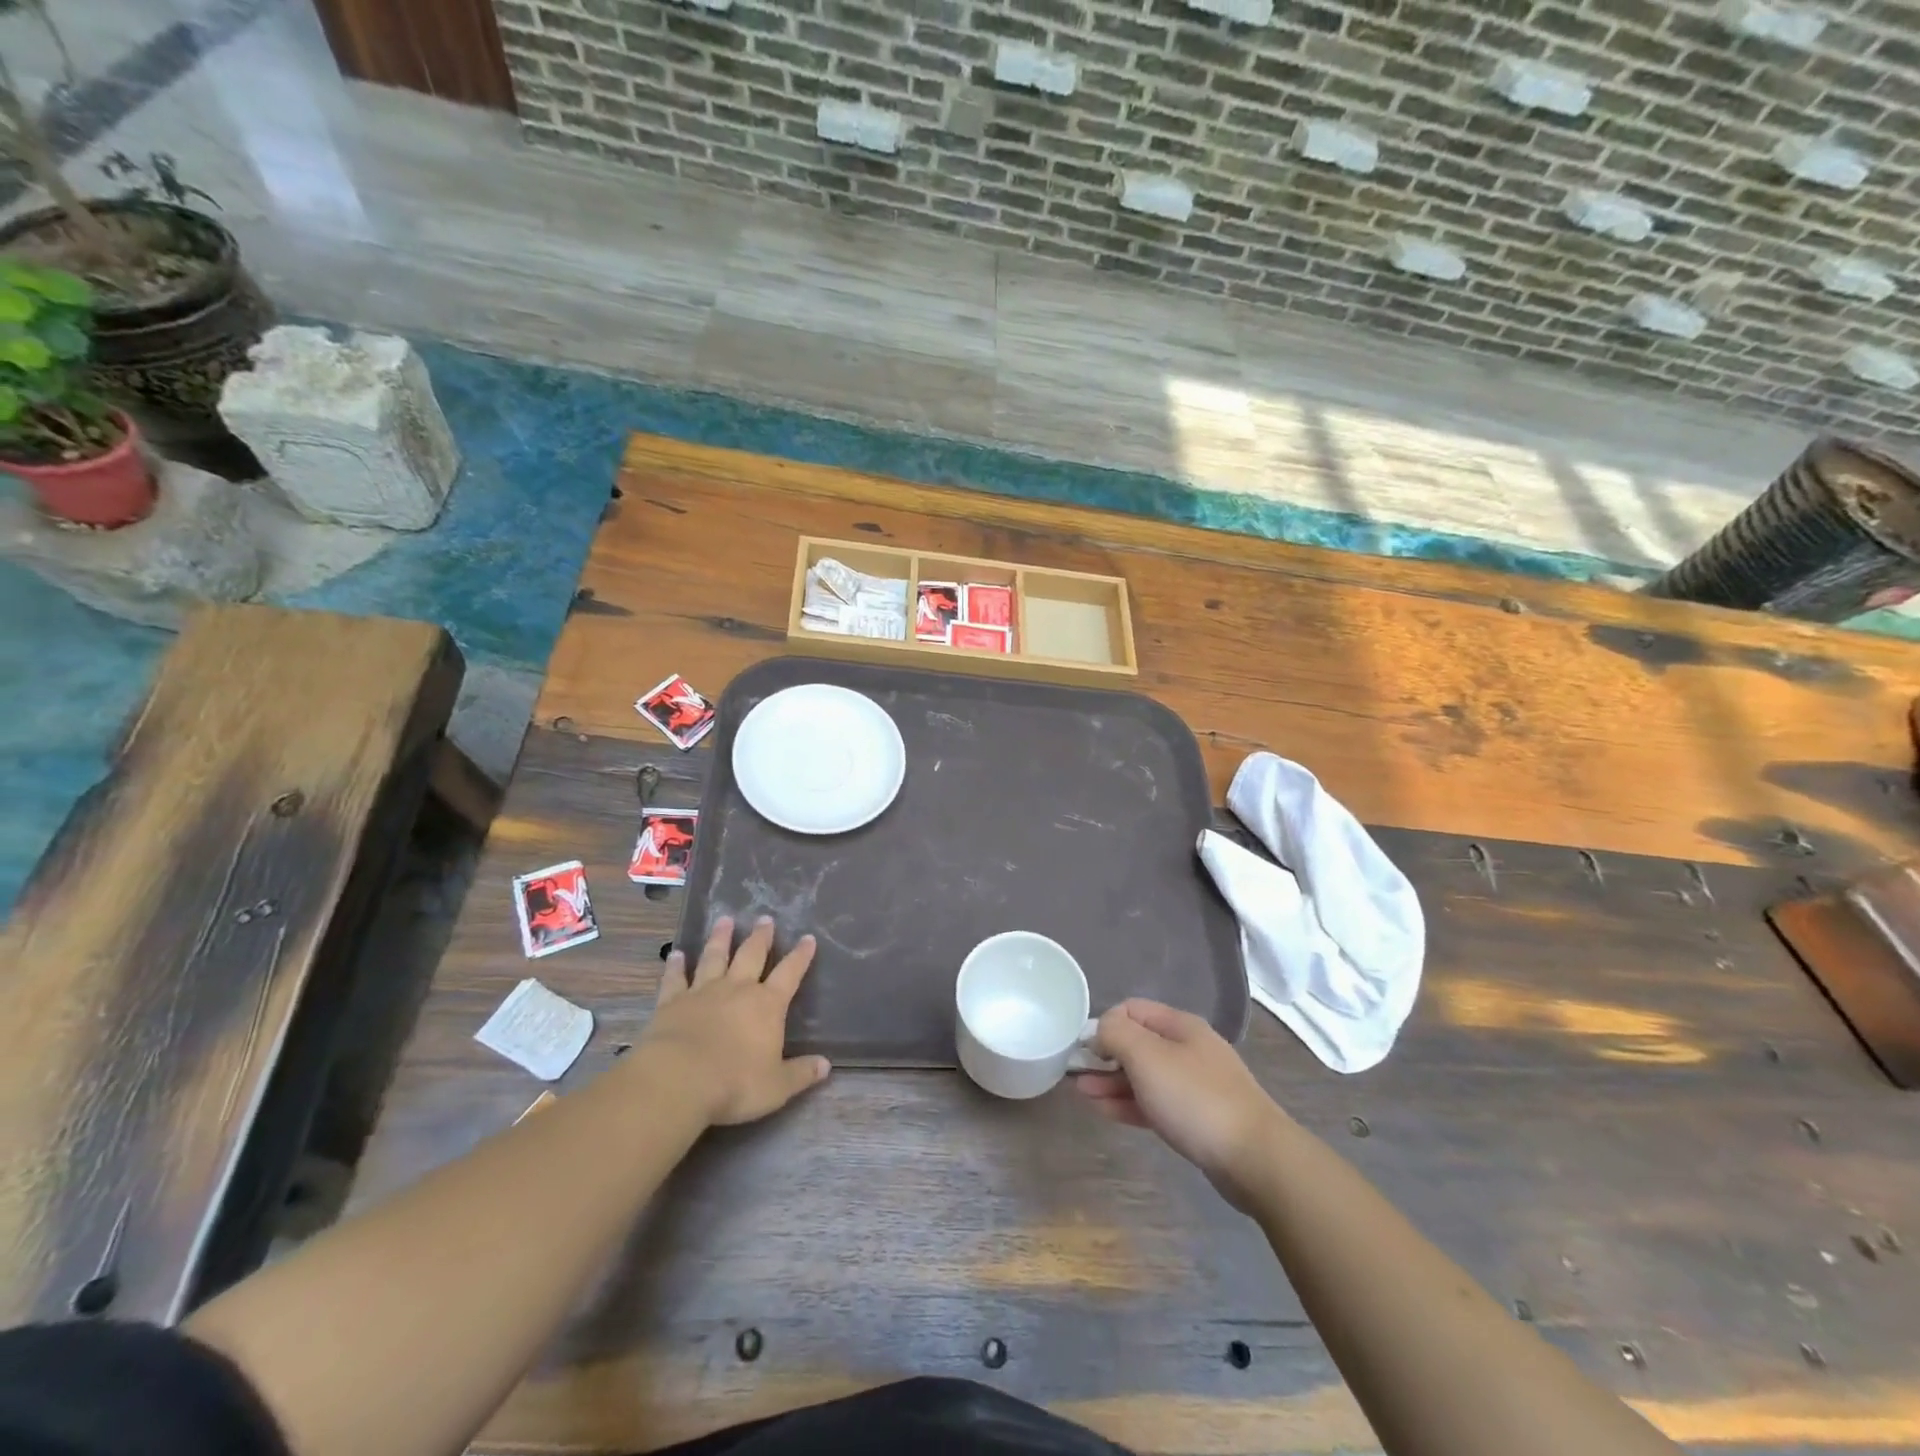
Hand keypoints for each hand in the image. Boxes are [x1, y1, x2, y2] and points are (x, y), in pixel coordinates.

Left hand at [644, 916, 829, 1125]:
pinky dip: (676, 965)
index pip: (790, 973)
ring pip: (714, 957)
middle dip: (761, 937)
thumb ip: (801, 1073)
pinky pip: (675, 978)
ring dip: (720, 938)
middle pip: (751, 955)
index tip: (808, 938)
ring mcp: (703, 992)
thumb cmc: (734, 1084)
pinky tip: (676, 954)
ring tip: (725, 919)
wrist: (678, 1081)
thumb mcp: (777, 1086)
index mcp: (767, 1005)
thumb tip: (826, 1065)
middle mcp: (737, 989)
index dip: (800, 956)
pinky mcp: (671, 1002)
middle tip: (765, 918)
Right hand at [1076, 999, 1284, 1211]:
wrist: (1255, 1158)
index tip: (1084, 1049)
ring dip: (1112, 1082)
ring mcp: (1195, 1085)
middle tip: (1076, 1075)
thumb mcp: (1147, 1056)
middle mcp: (1189, 1049)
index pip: (1132, 1009)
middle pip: (1138, 1043)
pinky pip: (1155, 1102)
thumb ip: (1116, 1034)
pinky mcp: (1198, 1118)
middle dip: (1105, 1056)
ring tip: (1082, 1095)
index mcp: (1180, 1025)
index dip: (1104, 1023)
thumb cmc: (1195, 1098)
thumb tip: (1101, 1029)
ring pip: (1145, 1075)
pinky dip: (1129, 1103)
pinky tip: (1106, 1111)